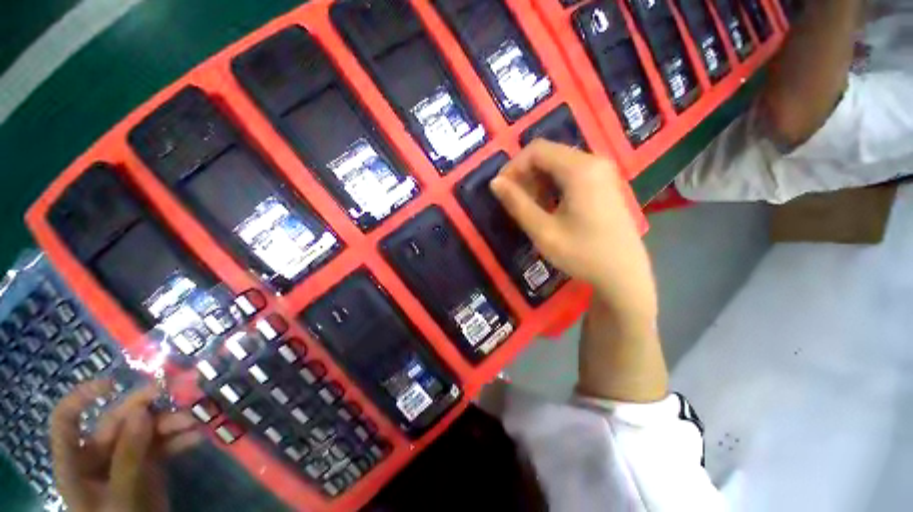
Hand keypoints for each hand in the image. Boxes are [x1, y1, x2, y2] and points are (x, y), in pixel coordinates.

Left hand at [51, 380, 201, 511]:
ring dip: (171, 423)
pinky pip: (163, 445)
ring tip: (195, 422)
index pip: (67, 420)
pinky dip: (180, 440)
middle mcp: (99, 454)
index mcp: (77, 460)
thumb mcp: (121, 493)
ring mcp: (125, 458)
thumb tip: (141, 411)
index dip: (83, 397)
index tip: (113, 383)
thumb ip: (128, 456)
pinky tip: (197, 438)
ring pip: (146, 430)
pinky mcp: (148, 464)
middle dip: (149, 408)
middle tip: (178, 392)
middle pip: (119, 421)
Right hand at [491, 140, 655, 322]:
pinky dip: (552, 185)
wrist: (624, 274)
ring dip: (538, 180)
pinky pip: (571, 173)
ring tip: (529, 206)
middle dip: (525, 174)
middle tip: (514, 201)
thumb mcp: (543, 231)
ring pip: (558, 163)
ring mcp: (602, 172)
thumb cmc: (582, 254)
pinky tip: (548, 206)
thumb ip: (517, 204)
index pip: (536, 150)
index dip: (513, 166)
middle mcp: (594, 161)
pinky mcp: (604, 183)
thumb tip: (495, 182)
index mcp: (580, 169)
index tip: (501, 189)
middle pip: (548, 154)